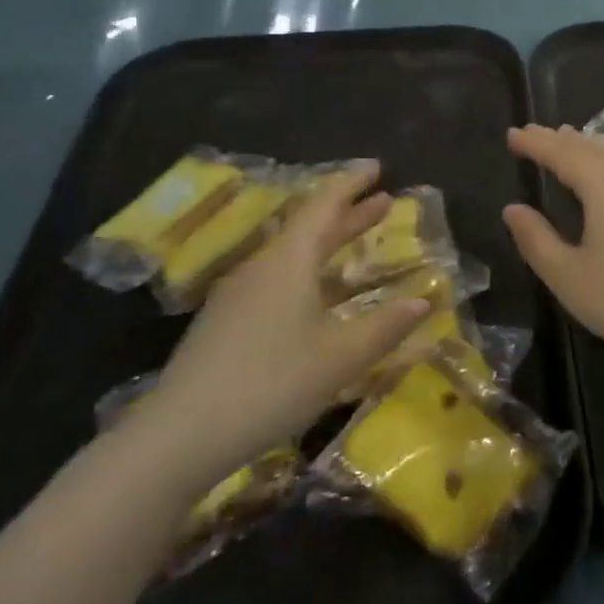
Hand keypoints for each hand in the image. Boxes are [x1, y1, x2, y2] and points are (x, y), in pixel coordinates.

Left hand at [139, 163, 428, 489]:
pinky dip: (308, 272)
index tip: (377, 167)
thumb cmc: (270, 384)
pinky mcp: (225, 322)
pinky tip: (317, 298)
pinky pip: (276, 279)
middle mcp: (262, 267)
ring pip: (291, 255)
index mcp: (289, 261)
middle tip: (383, 201)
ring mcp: (238, 295)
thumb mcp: (340, 358)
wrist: (179, 435)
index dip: (352, 183)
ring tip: (357, 244)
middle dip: (348, 213)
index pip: (324, 204)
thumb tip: (424, 300)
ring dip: (328, 245)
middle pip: (309, 227)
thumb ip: (385, 326)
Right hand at [503, 125, 603, 370]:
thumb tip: (513, 209)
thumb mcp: (566, 274)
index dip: (536, 144)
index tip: (512, 134)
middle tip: (533, 133)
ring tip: (566, 140)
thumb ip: (535, 238)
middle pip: (591, 148)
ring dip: (586, 148)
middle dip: (559, 140)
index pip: (562, 154)